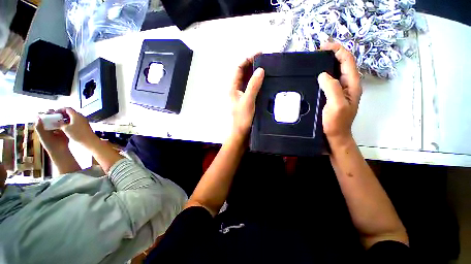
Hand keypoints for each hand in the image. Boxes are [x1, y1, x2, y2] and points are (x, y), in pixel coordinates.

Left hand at [35, 110, 69, 153]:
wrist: (61, 150)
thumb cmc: (50, 144)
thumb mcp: (43, 136)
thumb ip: (39, 127)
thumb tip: (38, 117)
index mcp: (42, 127)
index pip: (43, 118)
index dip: (45, 113)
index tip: (50, 111)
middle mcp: (49, 126)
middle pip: (50, 117)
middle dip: (53, 113)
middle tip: (57, 111)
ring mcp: (57, 127)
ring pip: (57, 119)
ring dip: (59, 115)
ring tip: (62, 113)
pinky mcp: (64, 129)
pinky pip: (64, 122)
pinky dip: (65, 119)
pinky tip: (67, 118)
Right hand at [58, 108, 96, 146]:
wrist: (89, 140)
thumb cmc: (77, 133)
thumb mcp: (65, 128)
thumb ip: (60, 123)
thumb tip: (55, 121)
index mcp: (76, 115)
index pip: (67, 108)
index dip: (60, 110)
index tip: (54, 114)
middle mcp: (81, 116)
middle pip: (70, 112)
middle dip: (63, 114)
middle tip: (56, 118)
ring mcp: (83, 121)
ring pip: (73, 117)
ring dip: (66, 119)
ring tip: (59, 123)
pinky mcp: (84, 125)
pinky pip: (76, 121)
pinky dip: (70, 122)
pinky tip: (66, 127)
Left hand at [230, 54, 264, 137]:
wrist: (242, 132)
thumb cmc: (242, 118)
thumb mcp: (248, 100)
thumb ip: (253, 85)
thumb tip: (260, 70)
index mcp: (233, 87)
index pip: (239, 68)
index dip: (247, 59)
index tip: (260, 54)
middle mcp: (237, 89)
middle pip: (244, 72)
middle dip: (253, 64)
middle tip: (266, 59)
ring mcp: (243, 94)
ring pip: (249, 79)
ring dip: (256, 72)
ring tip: (268, 67)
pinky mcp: (248, 99)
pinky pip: (253, 86)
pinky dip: (258, 81)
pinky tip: (266, 80)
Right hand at [318, 42, 361, 143]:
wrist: (335, 136)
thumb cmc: (336, 122)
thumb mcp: (336, 105)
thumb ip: (333, 88)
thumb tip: (323, 74)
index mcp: (352, 84)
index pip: (347, 61)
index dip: (337, 50)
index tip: (323, 46)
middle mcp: (348, 85)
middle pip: (343, 64)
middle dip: (332, 54)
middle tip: (317, 52)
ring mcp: (340, 91)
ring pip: (336, 71)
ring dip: (327, 63)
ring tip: (314, 61)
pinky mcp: (332, 96)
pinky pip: (329, 81)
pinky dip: (323, 75)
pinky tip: (315, 76)